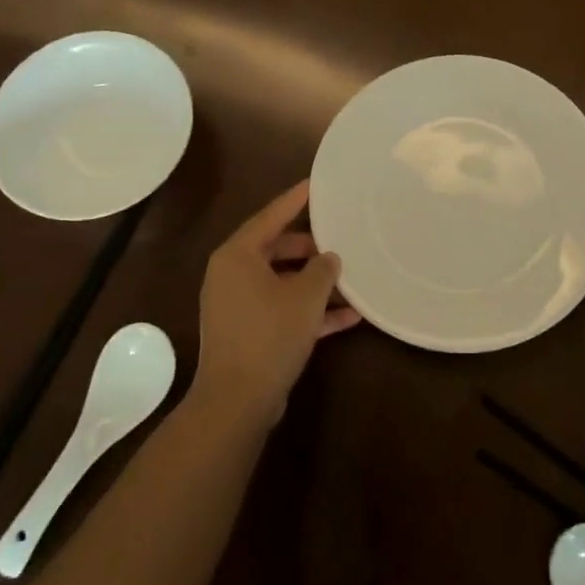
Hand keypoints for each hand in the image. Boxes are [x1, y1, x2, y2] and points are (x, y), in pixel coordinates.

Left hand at [196, 180, 359, 423]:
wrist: (238, 400)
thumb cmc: (269, 335)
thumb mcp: (305, 297)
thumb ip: (322, 270)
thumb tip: (329, 257)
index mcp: (237, 256)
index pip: (270, 216)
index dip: (296, 200)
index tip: (316, 184)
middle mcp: (232, 275)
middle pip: (277, 249)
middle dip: (312, 249)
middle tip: (342, 240)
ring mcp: (238, 305)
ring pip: (283, 282)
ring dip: (316, 284)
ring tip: (352, 279)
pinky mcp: (248, 332)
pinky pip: (282, 310)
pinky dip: (309, 311)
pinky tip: (349, 317)